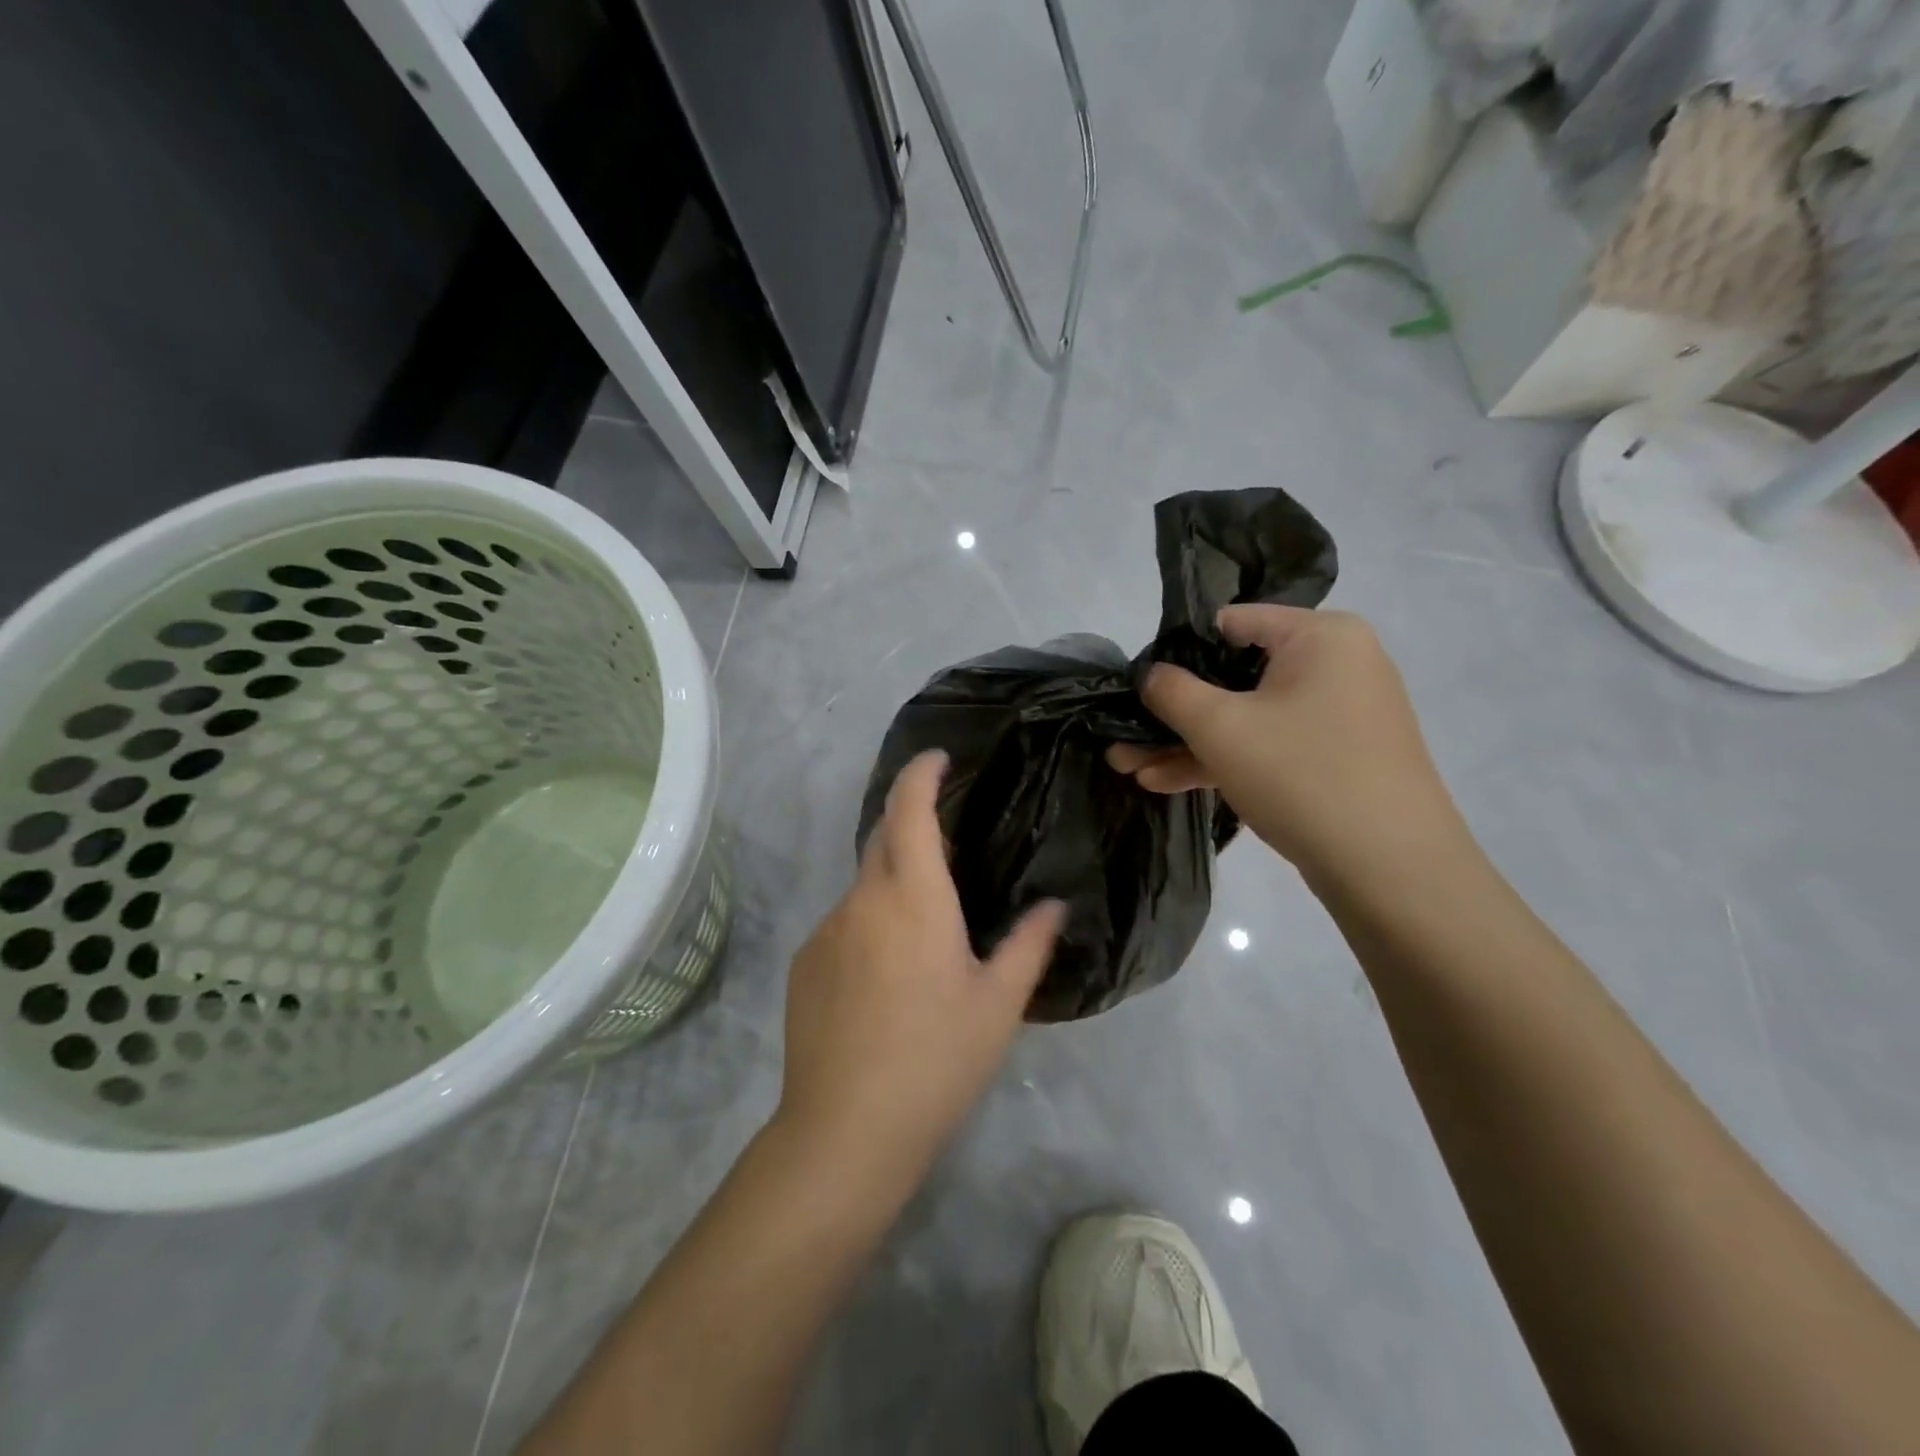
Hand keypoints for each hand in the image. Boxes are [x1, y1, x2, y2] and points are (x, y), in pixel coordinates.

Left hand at [776, 750, 1064, 1203]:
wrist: (846, 1130)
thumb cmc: (936, 1059)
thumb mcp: (998, 1005)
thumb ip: (1028, 944)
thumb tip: (1054, 905)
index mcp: (912, 897)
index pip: (909, 809)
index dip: (921, 773)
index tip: (939, 758)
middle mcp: (861, 899)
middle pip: (882, 838)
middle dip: (911, 824)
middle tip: (949, 848)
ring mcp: (825, 931)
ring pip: (864, 887)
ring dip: (893, 888)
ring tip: (924, 936)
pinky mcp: (803, 964)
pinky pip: (843, 925)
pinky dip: (869, 926)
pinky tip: (886, 980)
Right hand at [1108, 606, 1465, 885]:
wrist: (1392, 871)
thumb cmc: (1302, 775)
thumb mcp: (1220, 728)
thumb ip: (1171, 691)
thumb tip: (1148, 675)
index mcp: (1320, 635)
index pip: (1230, 624)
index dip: (1175, 653)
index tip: (1137, 687)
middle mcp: (1336, 664)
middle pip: (1234, 676)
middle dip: (1172, 714)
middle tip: (1123, 738)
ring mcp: (1338, 714)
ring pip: (1247, 718)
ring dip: (1188, 743)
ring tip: (1128, 767)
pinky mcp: (1336, 757)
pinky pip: (1269, 745)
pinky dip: (1223, 760)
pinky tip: (1165, 782)